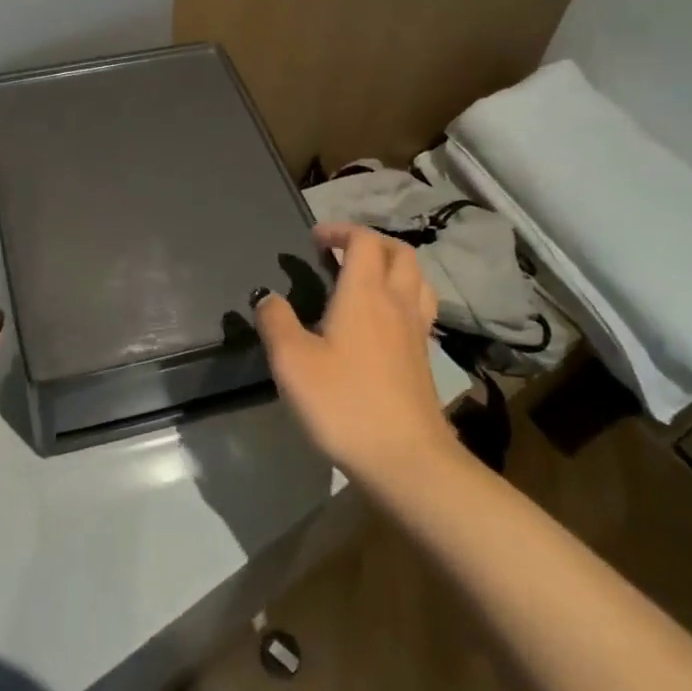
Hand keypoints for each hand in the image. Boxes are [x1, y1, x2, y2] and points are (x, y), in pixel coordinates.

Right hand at [254, 222, 454, 491]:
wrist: (406, 460)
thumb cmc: (344, 403)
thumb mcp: (292, 362)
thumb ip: (276, 321)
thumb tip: (267, 296)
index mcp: (365, 293)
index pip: (363, 241)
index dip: (341, 230)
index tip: (315, 239)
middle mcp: (397, 303)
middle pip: (399, 253)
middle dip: (371, 242)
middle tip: (342, 252)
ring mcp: (417, 331)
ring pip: (417, 279)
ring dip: (394, 266)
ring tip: (368, 278)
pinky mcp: (424, 359)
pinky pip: (420, 308)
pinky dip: (404, 297)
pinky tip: (384, 321)